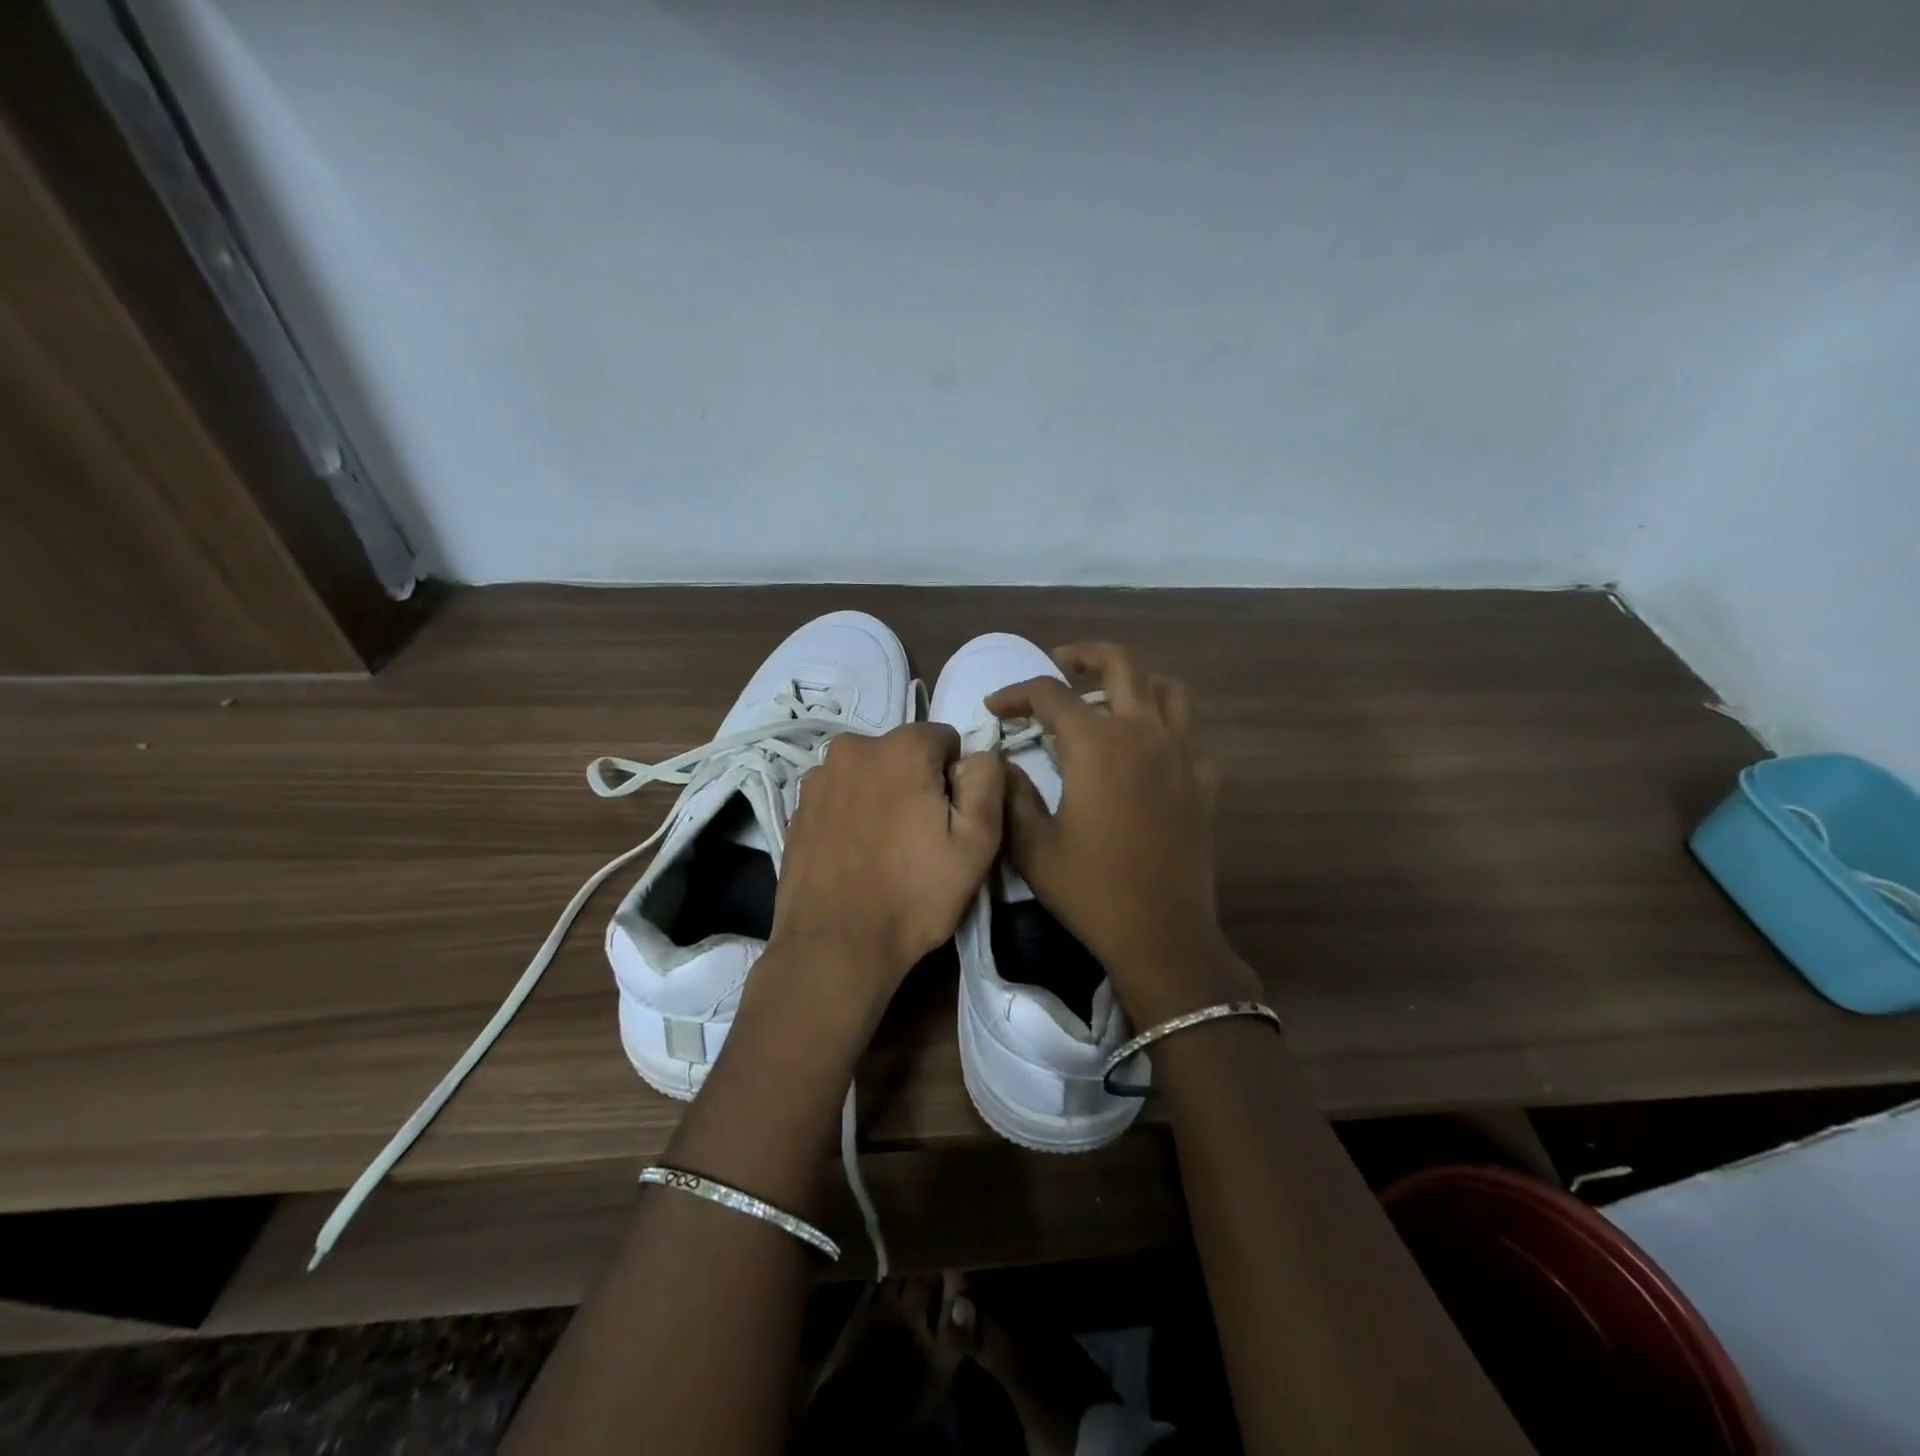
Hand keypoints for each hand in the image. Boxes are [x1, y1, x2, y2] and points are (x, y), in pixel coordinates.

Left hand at [768, 723, 1003, 1027]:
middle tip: (920, 838)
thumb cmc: (914, 895)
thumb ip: (987, 780)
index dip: (956, 779)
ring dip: (883, 795)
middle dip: (918, 783)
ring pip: (871, 773)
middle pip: (905, 754)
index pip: (945, 740)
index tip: (950, 820)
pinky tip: (855, 854)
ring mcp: (818, 776)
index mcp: (901, 747)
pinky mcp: (797, 806)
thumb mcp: (977, 842)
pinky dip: (853, 812)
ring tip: (885, 849)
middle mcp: (853, 746)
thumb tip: (978, 755)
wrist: (834, 946)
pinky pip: (841, 795)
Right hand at [987, 643, 1259, 1027]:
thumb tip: (1004, 762)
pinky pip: (1189, 733)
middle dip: (1084, 655)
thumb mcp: (1032, 846)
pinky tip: (1146, 750)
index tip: (995, 709)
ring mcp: (1182, 755)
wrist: (1162, 935)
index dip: (1015, 693)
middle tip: (1060, 665)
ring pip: (1166, 689)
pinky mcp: (1205, 781)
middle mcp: (1143, 735)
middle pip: (1121, 664)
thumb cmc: (1091, 891)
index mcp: (1096, 746)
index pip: (1050, 695)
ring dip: (1133, 682)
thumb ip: (1012, 794)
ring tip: (1107, 699)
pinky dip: (1165, 725)